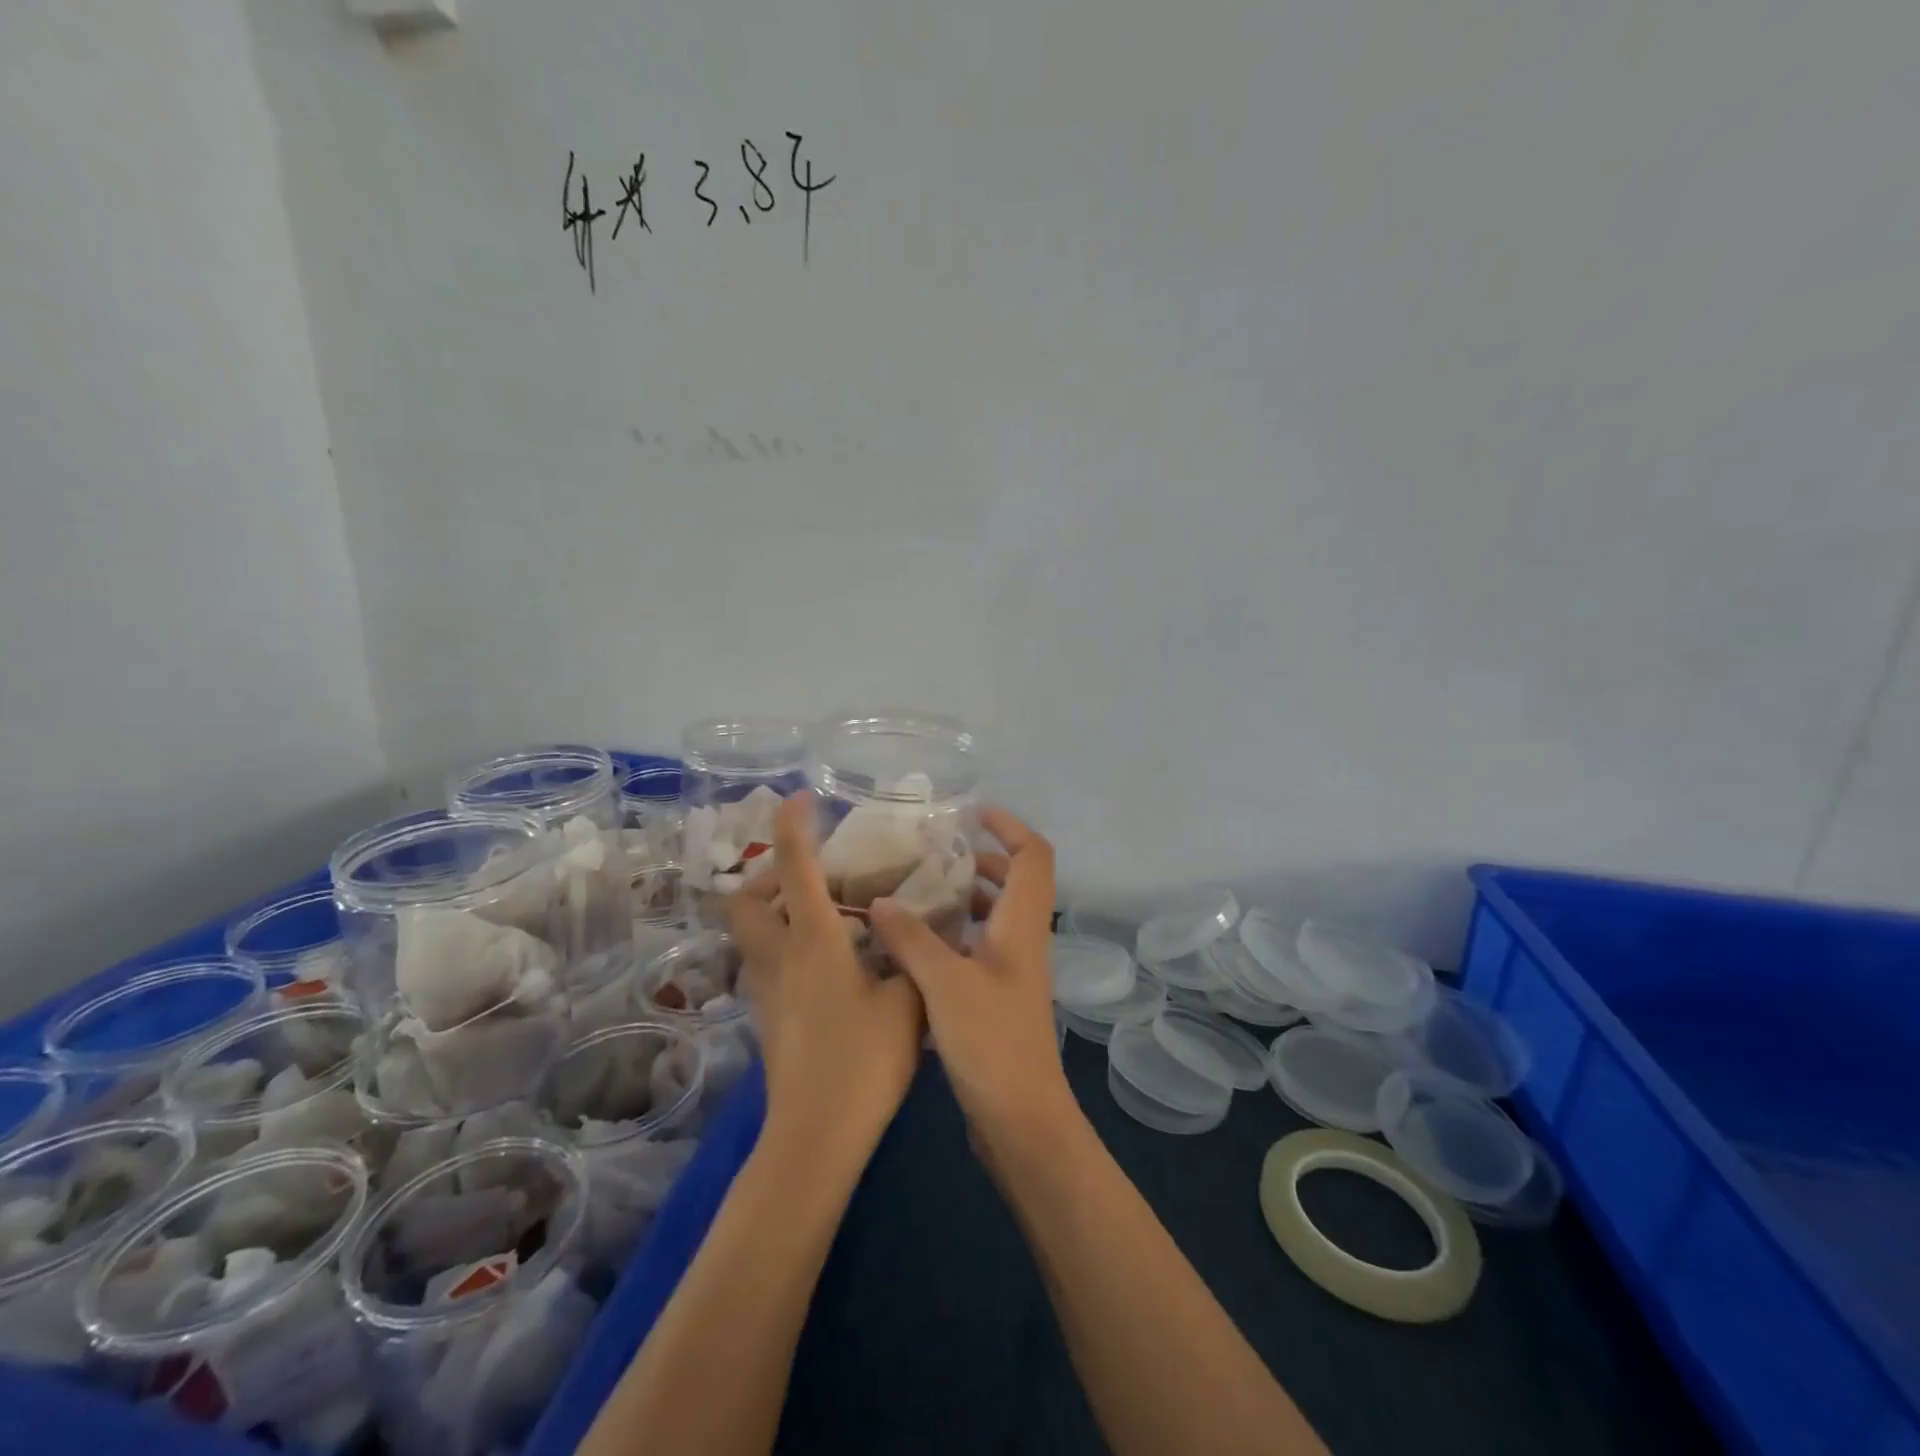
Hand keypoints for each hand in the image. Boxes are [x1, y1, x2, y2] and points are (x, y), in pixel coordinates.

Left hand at [727, 793, 925, 1166]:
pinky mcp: (767, 1014)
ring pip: (752, 931)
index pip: (793, 864)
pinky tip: (830, 962)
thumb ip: (913, 955)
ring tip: (829, 917)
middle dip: (766, 875)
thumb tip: (920, 928)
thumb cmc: (863, 1060)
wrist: (817, 1135)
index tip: (801, 798)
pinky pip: (767, 960)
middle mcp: (779, 954)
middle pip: (745, 899)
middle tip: (813, 878)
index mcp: (812, 939)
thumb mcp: (907, 1000)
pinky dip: (787, 944)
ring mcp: (766, 988)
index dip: (793, 824)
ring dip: (777, 910)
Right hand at [870, 807, 1078, 1157]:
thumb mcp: (944, 983)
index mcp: (1022, 924)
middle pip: (1014, 881)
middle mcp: (1024, 940)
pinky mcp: (998, 998)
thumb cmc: (991, 1042)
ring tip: (914, 891)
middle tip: (931, 852)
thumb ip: (912, 938)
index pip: (1033, 855)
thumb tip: (881, 901)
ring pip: (993, 915)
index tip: (970, 813)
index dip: (1009, 826)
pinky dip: (953, 934)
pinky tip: (912, 944)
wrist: (1020, 1119)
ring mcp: (1013, 971)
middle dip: (978, 858)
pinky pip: (978, 947)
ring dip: (962, 897)